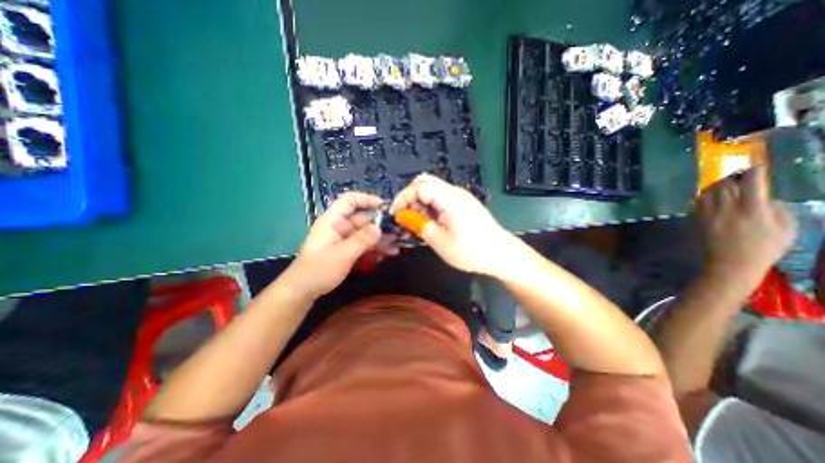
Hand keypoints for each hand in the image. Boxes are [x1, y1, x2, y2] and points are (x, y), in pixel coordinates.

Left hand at [278, 192, 394, 299]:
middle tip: (399, 231)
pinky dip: (375, 248)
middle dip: (381, 224)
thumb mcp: (342, 254)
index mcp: (333, 220)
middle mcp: (340, 227)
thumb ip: (362, 240)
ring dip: (381, 238)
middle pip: (363, 219)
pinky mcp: (347, 250)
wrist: (303, 290)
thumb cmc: (319, 269)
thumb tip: (380, 228)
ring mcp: (344, 239)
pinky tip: (389, 254)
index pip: (350, 200)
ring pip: (366, 234)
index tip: (384, 207)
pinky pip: (364, 245)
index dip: (367, 199)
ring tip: (398, 244)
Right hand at [388, 173, 512, 273]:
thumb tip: (403, 215)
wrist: (501, 254)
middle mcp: (455, 192)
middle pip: (425, 182)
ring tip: (417, 223)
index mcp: (450, 199)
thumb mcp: (440, 242)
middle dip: (410, 197)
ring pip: (432, 189)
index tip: (395, 214)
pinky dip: (430, 207)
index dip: (403, 197)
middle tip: (406, 217)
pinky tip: (430, 222)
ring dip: (420, 202)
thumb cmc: (471, 251)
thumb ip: (420, 225)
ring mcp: (460, 197)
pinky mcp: (463, 203)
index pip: (420, 186)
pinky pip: (440, 198)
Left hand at [692, 169, 794, 287]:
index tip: (757, 167)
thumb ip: (776, 207)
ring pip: (708, 191)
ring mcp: (707, 213)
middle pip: (726, 183)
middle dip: (734, 177)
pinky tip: (712, 197)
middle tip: (740, 177)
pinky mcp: (695, 218)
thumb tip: (763, 196)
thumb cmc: (764, 248)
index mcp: (753, 209)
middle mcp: (727, 208)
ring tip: (726, 185)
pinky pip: (698, 201)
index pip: (751, 182)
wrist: (729, 263)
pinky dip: (705, 195)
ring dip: (718, 185)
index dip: (755, 171)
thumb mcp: (785, 227)